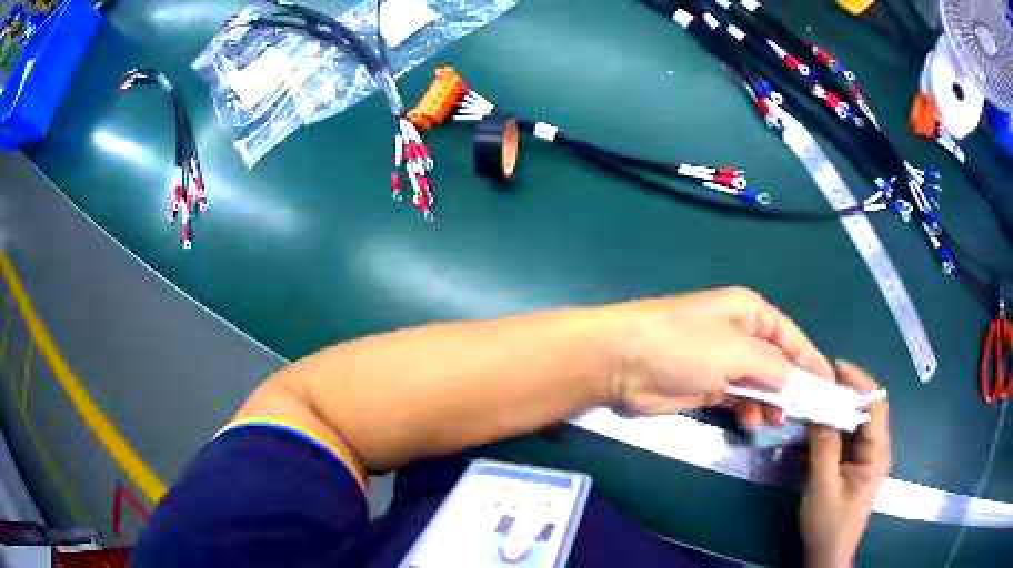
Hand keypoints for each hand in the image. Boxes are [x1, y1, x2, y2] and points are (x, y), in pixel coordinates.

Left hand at [606, 287, 833, 419]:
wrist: (622, 362)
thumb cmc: (683, 345)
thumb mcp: (736, 351)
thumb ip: (773, 367)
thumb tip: (801, 381)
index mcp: (750, 312)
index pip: (791, 337)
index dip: (811, 360)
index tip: (829, 386)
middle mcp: (739, 334)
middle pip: (777, 362)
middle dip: (791, 387)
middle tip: (804, 414)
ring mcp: (722, 362)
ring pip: (759, 384)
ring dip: (770, 402)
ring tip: (776, 420)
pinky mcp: (706, 386)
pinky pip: (739, 398)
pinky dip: (748, 410)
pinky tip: (753, 423)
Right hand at [801, 361, 890, 567]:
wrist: (828, 554)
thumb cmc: (828, 524)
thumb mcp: (822, 486)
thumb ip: (823, 447)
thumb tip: (819, 408)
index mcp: (877, 451)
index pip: (875, 404)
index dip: (858, 381)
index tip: (833, 368)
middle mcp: (877, 448)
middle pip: (867, 407)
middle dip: (846, 391)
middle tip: (818, 383)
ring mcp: (867, 456)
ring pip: (857, 420)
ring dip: (838, 408)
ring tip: (815, 399)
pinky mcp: (856, 464)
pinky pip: (848, 435)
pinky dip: (834, 425)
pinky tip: (817, 425)